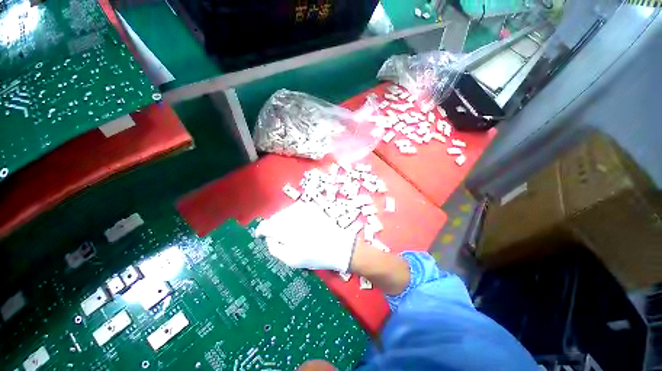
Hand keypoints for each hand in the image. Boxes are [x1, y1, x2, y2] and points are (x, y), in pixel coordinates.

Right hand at [255, 202, 357, 271]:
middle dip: (273, 226)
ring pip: (285, 212)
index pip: (266, 225)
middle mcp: (293, 214)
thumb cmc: (315, 255)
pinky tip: (299, 225)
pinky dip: (293, 216)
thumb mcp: (291, 259)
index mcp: (286, 228)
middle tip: (278, 237)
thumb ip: (275, 247)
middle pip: (275, 217)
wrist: (339, 246)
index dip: (262, 231)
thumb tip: (269, 237)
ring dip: (283, 220)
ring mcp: (303, 208)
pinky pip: (295, 210)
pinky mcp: (311, 207)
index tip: (261, 235)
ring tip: (290, 232)